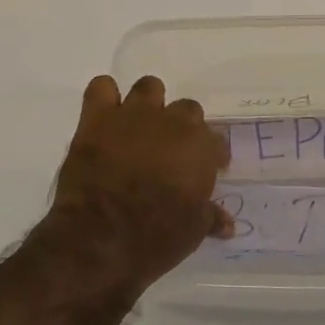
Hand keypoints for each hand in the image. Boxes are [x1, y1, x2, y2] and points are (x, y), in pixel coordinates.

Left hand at [28, 75, 231, 304]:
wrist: (100, 236)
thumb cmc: (156, 237)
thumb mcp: (193, 231)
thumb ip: (210, 217)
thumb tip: (227, 223)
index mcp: (201, 147)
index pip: (217, 140)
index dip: (212, 156)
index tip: (207, 170)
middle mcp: (172, 122)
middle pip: (187, 109)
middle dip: (183, 127)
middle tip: (172, 152)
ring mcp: (133, 115)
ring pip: (149, 87)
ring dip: (149, 104)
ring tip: (141, 127)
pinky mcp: (98, 118)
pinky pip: (102, 87)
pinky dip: (105, 97)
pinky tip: (106, 116)